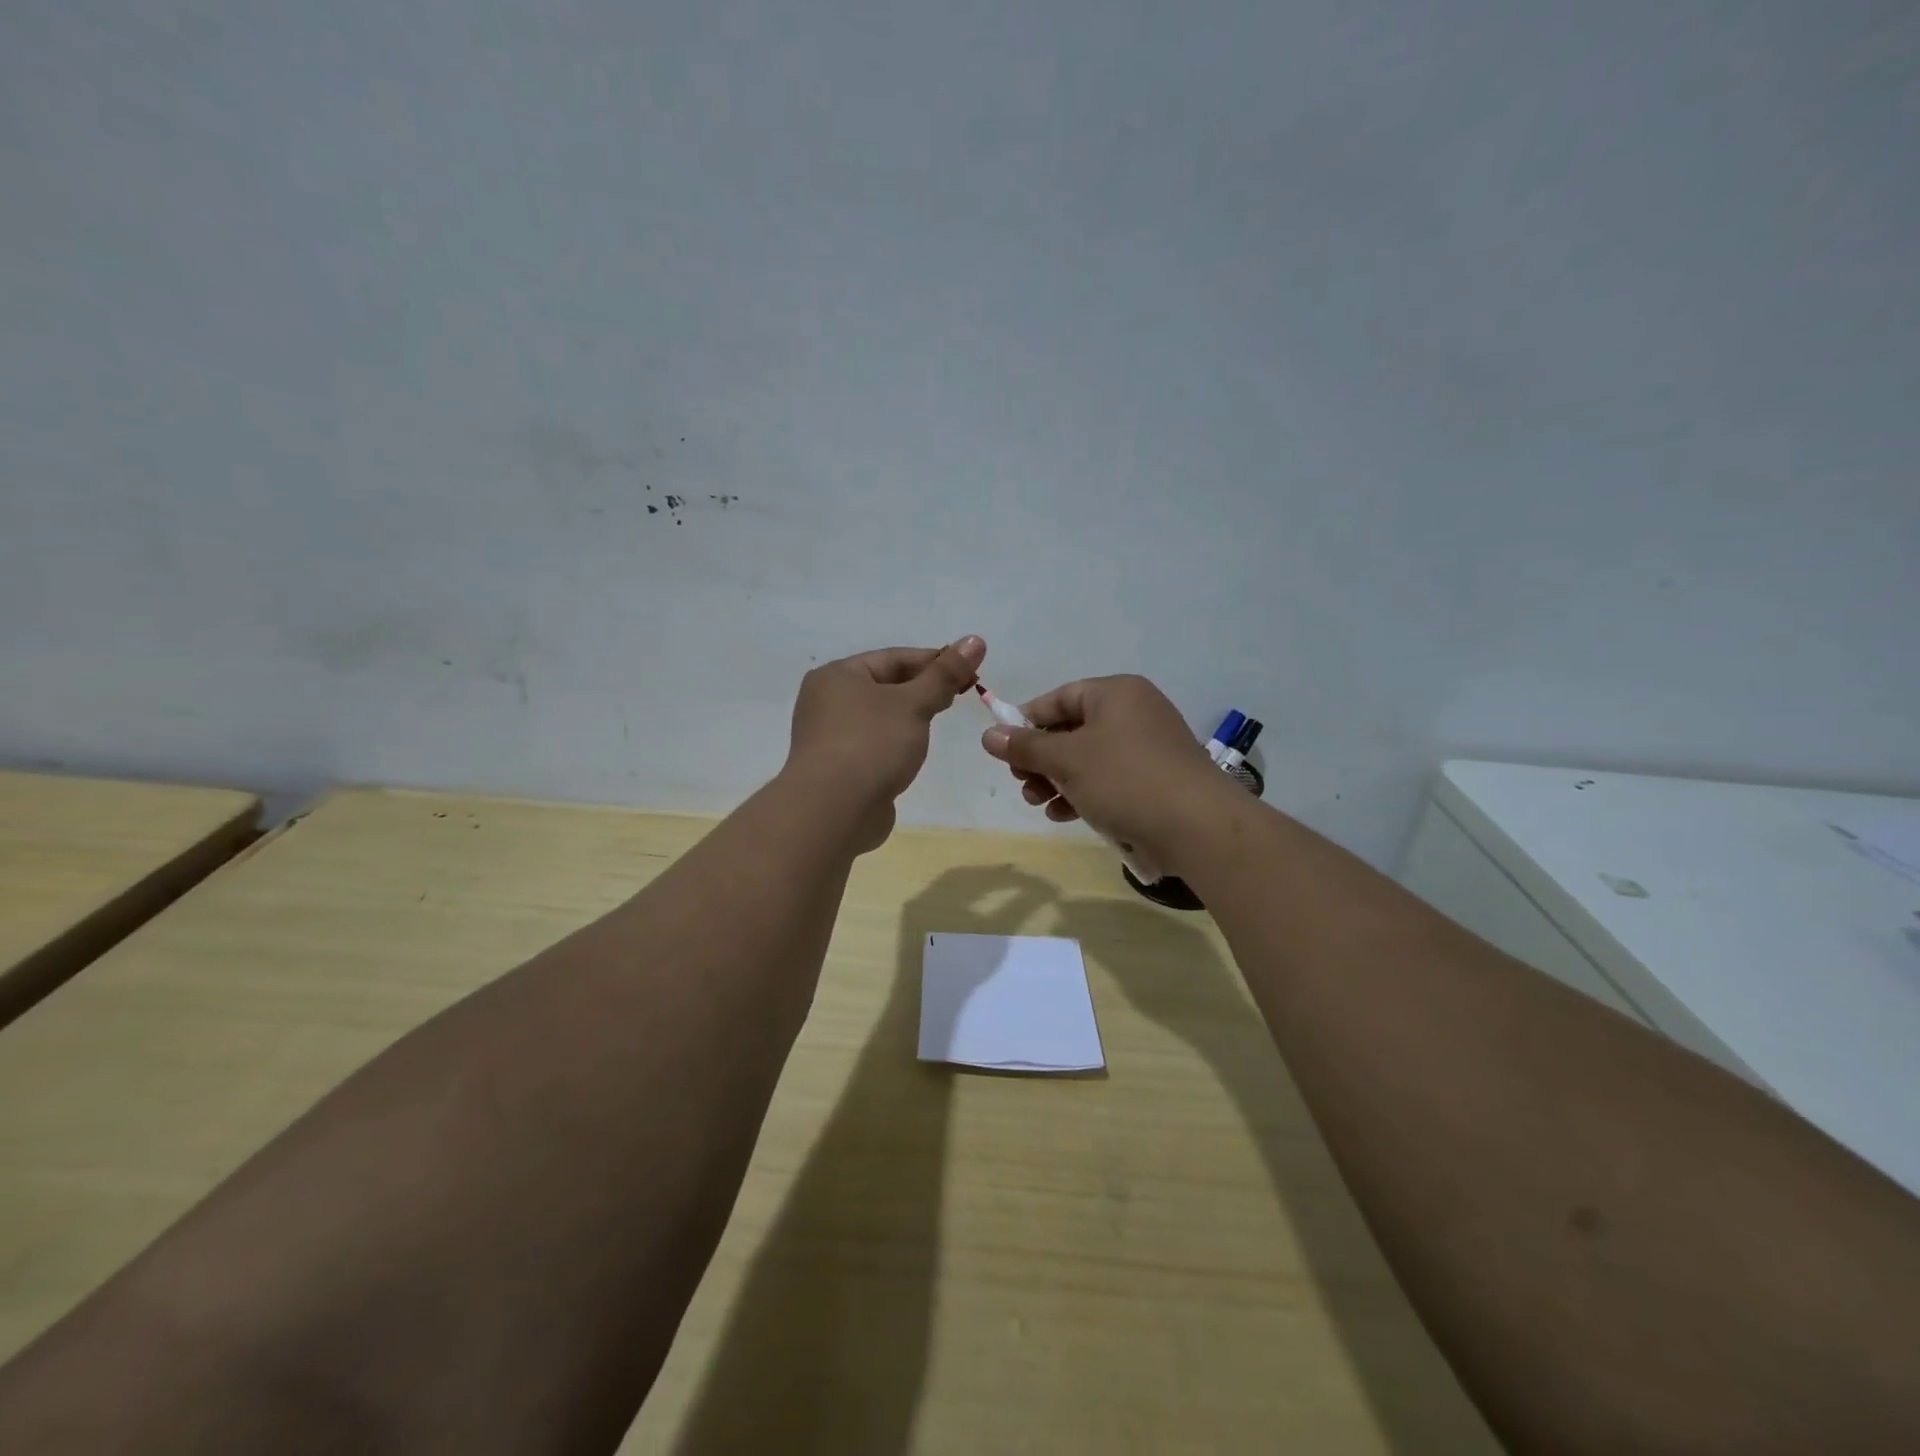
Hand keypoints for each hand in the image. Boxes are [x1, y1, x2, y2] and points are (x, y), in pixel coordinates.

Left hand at [784, 636, 985, 850]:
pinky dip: (896, 742)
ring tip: (941, 720)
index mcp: (837, 675)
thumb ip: (945, 674)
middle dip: (924, 688)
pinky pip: (874, 743)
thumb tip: (975, 640)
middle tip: (962, 694)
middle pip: (885, 685)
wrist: (834, 811)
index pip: (893, 657)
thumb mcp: (914, 704)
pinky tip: (914, 751)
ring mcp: (830, 737)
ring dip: (910, 716)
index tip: (970, 669)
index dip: (934, 660)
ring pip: (880, 716)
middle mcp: (827, 701)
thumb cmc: (872, 744)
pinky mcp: (838, 768)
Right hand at [979, 675, 1237, 871]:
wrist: (1197, 826)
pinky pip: (1108, 780)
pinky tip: (1062, 815)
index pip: (1059, 698)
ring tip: (1037, 802)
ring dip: (1057, 780)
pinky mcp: (1155, 780)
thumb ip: (1026, 746)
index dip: (1026, 722)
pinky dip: (1083, 793)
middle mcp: (1134, 712)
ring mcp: (1148, 747)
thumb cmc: (1125, 779)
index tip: (1002, 748)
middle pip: (1072, 730)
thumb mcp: (1067, 760)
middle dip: (1041, 758)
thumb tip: (989, 735)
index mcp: (1116, 693)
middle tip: (1020, 780)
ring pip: (1088, 759)